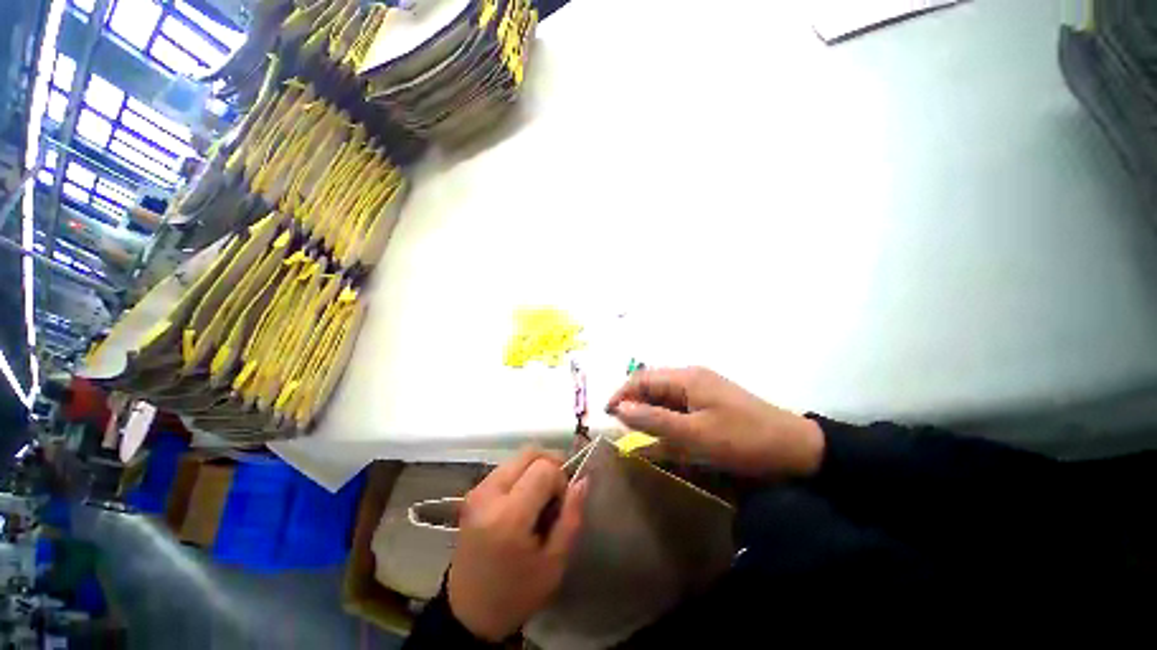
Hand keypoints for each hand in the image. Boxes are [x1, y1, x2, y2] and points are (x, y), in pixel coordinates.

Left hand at [448, 448, 588, 641]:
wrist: (468, 613)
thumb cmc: (516, 594)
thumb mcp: (554, 563)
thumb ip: (571, 516)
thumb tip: (583, 479)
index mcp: (509, 517)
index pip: (544, 468)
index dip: (560, 480)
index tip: (561, 504)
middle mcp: (489, 495)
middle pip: (530, 453)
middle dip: (550, 464)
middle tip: (556, 492)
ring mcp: (477, 491)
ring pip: (518, 457)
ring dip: (536, 469)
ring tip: (540, 498)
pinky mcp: (473, 492)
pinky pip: (506, 468)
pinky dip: (522, 474)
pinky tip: (524, 500)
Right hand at [606, 367, 824, 479]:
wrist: (794, 446)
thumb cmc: (742, 439)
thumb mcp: (694, 434)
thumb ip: (654, 420)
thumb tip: (620, 409)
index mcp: (686, 377)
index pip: (641, 378)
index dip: (621, 394)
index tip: (607, 415)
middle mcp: (691, 376)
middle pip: (651, 385)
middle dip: (634, 404)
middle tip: (622, 429)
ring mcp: (702, 387)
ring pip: (664, 395)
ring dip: (649, 411)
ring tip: (639, 433)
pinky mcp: (710, 400)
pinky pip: (679, 404)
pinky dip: (666, 417)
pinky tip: (665, 433)